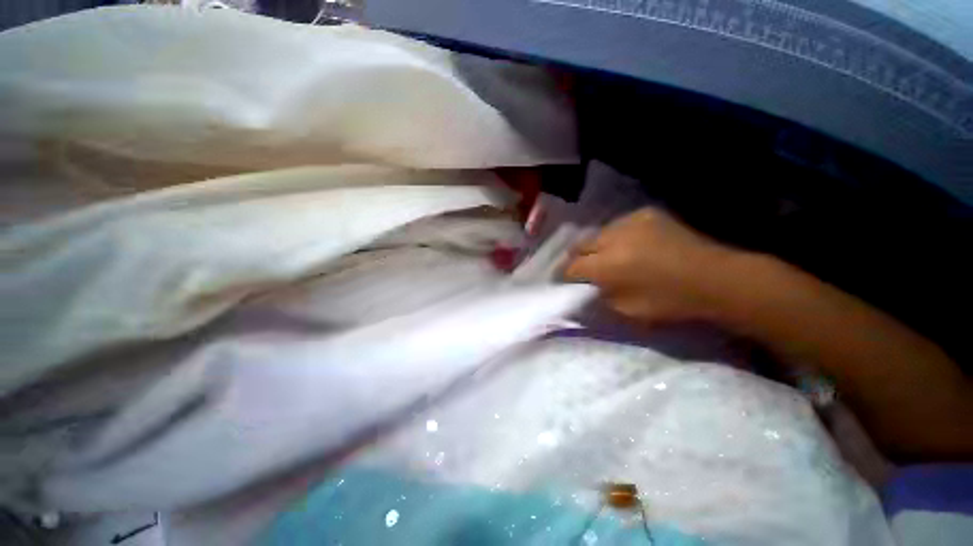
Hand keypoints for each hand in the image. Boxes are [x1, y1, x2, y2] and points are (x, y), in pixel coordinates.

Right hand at [564, 208, 735, 325]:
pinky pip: (619, 225)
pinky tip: (627, 245)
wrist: (715, 278)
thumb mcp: (628, 310)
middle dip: (577, 258)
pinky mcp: (646, 213)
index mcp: (608, 265)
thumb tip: (586, 287)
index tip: (564, 281)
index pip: (572, 267)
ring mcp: (630, 222)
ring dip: (596, 246)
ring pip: (598, 233)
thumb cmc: (670, 302)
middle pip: (580, 245)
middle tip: (582, 269)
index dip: (565, 275)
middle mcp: (613, 238)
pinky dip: (616, 236)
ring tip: (605, 256)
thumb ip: (600, 296)